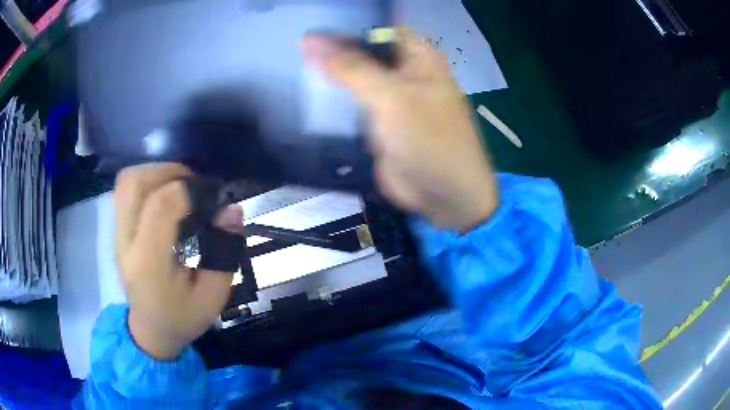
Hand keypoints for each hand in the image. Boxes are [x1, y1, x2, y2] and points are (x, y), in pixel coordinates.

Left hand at [114, 163, 233, 358]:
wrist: (150, 331)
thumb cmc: (183, 317)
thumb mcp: (214, 296)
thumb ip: (224, 253)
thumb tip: (231, 209)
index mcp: (149, 265)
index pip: (161, 207)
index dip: (190, 189)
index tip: (214, 195)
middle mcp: (126, 243)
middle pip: (135, 183)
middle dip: (168, 172)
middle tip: (195, 184)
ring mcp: (116, 235)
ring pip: (127, 182)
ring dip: (156, 173)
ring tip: (180, 186)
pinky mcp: (116, 230)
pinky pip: (125, 190)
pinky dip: (146, 181)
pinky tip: (165, 195)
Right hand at [302, 27, 497, 231]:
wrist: (444, 195)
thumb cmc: (429, 140)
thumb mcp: (391, 98)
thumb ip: (352, 68)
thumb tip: (310, 41)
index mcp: (417, 57)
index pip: (378, 28)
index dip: (348, 26)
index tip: (312, 28)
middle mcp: (404, 71)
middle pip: (365, 50)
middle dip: (335, 49)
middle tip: (295, 48)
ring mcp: (390, 96)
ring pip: (356, 75)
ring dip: (331, 73)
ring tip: (293, 64)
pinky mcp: (378, 120)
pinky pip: (352, 102)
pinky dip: (333, 97)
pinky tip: (307, 93)